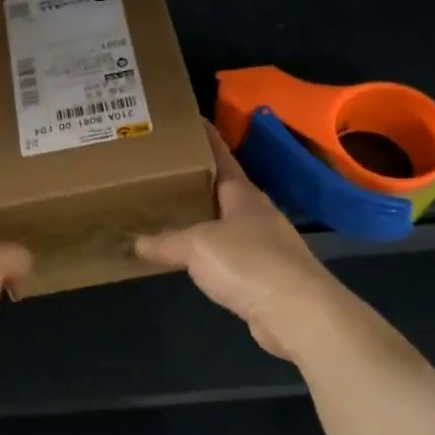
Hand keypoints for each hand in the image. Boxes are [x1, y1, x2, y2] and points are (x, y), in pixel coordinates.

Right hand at [136, 126, 347, 360]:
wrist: (298, 313)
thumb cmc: (248, 263)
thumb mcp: (197, 246)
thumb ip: (165, 242)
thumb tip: (135, 242)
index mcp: (243, 194)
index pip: (221, 156)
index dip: (206, 138)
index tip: (189, 121)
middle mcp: (256, 214)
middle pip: (223, 190)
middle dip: (197, 181)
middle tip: (163, 172)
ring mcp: (265, 245)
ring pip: (226, 224)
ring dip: (203, 219)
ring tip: (170, 214)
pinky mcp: (266, 276)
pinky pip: (229, 256)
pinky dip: (209, 253)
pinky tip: (192, 259)